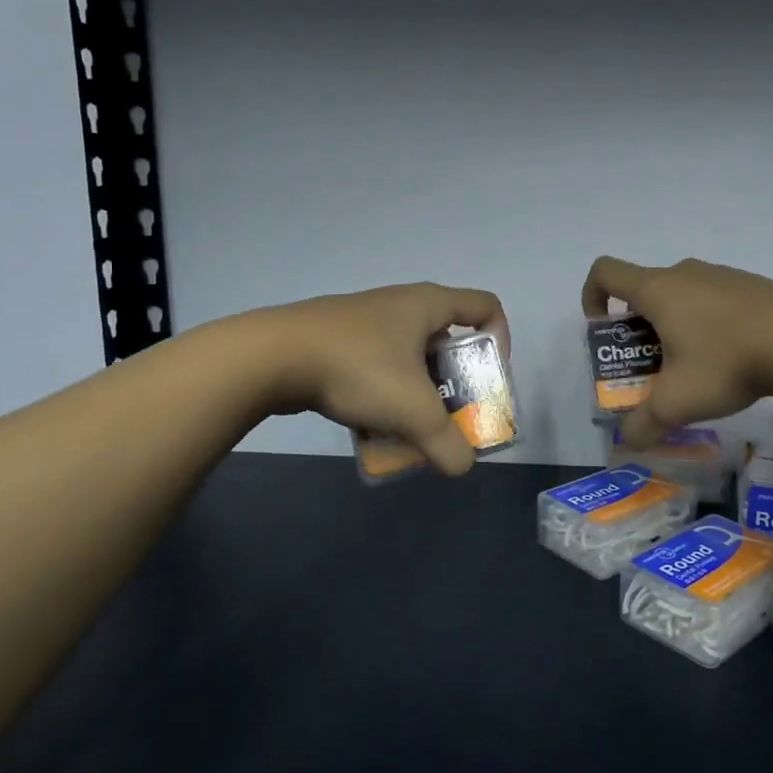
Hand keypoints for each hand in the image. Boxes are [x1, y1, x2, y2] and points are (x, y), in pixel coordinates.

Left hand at [258, 282, 508, 475]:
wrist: (271, 357)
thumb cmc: (358, 369)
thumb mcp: (412, 412)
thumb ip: (447, 444)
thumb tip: (461, 467)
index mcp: (428, 305)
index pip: (486, 307)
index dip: (501, 340)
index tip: (489, 379)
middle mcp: (400, 305)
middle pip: (448, 339)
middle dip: (456, 381)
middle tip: (452, 413)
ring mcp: (365, 321)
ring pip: (409, 357)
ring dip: (418, 392)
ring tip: (411, 426)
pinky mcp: (335, 339)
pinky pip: (377, 365)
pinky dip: (384, 393)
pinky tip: (372, 424)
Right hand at [581, 256, 772, 447]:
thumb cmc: (726, 362)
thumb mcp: (678, 402)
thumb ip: (644, 423)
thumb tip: (627, 442)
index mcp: (657, 290)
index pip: (605, 272)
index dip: (592, 296)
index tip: (605, 331)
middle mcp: (685, 273)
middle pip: (644, 290)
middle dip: (637, 327)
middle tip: (651, 365)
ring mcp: (722, 275)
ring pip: (682, 295)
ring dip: (674, 325)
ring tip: (693, 367)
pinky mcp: (752, 285)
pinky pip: (714, 299)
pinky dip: (707, 323)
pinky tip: (731, 358)